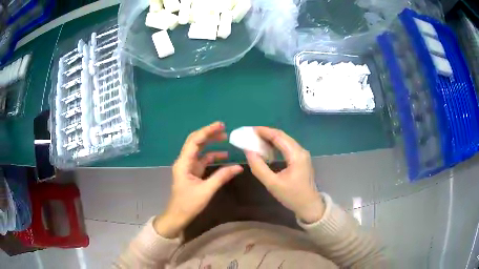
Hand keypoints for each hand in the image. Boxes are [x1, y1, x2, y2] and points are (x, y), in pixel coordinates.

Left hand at [154, 122, 242, 237]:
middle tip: (224, 129)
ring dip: (211, 144)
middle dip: (209, 134)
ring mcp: (188, 167)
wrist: (178, 216)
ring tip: (225, 139)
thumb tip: (238, 167)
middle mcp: (184, 161)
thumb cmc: (188, 204)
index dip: (207, 131)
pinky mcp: (192, 173)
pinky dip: (212, 157)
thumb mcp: (206, 190)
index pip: (195, 141)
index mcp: (184, 163)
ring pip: (199, 150)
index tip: (221, 125)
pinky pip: (202, 160)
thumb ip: (222, 177)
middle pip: (196, 142)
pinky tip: (223, 157)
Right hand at [245, 127, 323, 223]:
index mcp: (296, 155)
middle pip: (283, 136)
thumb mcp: (272, 184)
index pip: (279, 137)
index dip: (264, 131)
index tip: (250, 130)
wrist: (309, 206)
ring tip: (257, 140)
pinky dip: (277, 145)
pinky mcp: (301, 159)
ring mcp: (302, 154)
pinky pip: (288, 147)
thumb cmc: (292, 196)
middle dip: (267, 133)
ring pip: (285, 141)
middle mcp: (301, 151)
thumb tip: (248, 152)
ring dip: (271, 139)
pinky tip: (268, 149)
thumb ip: (259, 167)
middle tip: (251, 134)